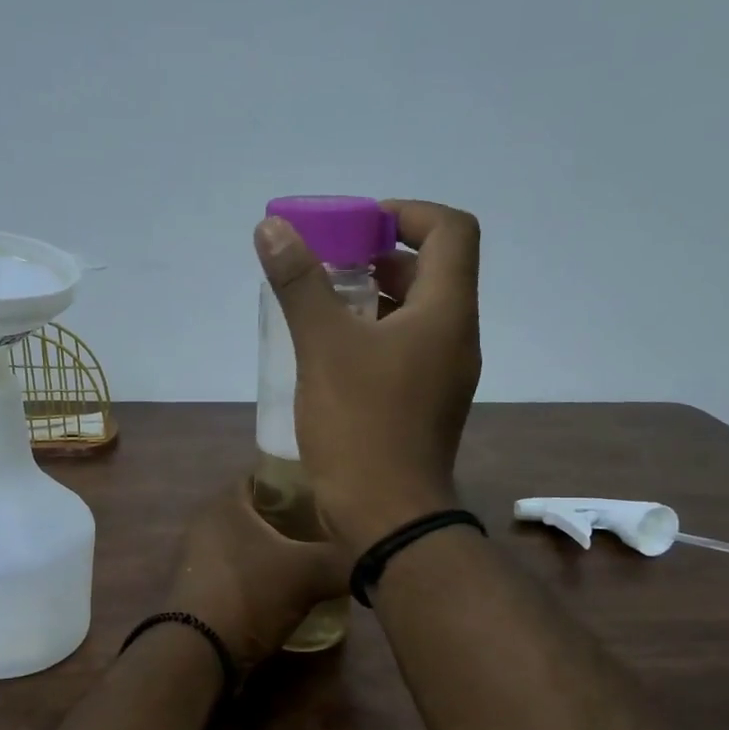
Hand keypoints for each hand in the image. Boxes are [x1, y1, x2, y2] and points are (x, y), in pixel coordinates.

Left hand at [165, 483, 349, 668]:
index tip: (327, 493)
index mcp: (226, 502)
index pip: (266, 476)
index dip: (297, 481)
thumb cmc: (251, 594)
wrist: (199, 651)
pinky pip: (237, 571)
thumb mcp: (309, 573)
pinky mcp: (198, 588)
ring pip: (247, 543)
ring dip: (275, 551)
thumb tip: (375, 558)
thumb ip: (344, 560)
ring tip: (313, 560)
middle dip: (291, 519)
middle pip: (258, 512)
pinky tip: (287, 590)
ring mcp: (197, 557)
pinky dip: (260, 576)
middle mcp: (206, 522)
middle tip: (327, 528)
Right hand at [253, 199, 482, 553]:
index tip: (356, 225)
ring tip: (321, 301)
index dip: (406, 213)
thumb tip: (273, 228)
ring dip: (373, 295)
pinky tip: (330, 350)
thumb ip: (300, 284)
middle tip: (328, 260)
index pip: (449, 231)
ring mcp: (444, 374)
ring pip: (416, 312)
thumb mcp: (324, 347)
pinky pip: (405, 348)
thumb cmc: (360, 425)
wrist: (387, 515)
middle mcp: (455, 336)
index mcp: (445, 312)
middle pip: (432, 270)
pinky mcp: (425, 402)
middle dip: (380, 254)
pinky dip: (373, 333)